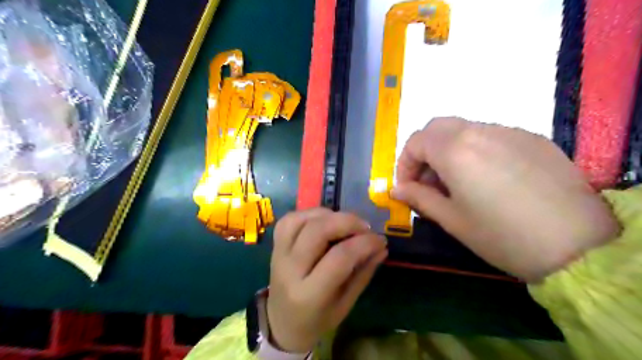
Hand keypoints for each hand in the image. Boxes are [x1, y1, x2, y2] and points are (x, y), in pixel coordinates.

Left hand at [266, 208, 385, 350]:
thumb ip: (363, 272)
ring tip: (345, 223)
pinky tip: (325, 220)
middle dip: (347, 221)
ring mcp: (278, 254)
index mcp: (310, 294)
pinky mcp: (274, 244)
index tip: (380, 240)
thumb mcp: (346, 304)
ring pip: (302, 219)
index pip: (339, 258)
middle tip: (365, 227)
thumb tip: (381, 246)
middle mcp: (290, 270)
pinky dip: (310, 214)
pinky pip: (290, 219)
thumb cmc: (317, 319)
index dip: (364, 243)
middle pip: (317, 231)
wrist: (281, 323)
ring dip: (329, 215)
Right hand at [389, 117, 618, 281]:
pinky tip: (488, 179)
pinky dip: (475, 151)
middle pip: (438, 128)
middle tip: (429, 181)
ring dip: (449, 150)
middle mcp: (480, 132)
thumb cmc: (502, 236)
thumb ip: (419, 198)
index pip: (416, 142)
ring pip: (464, 130)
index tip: (408, 187)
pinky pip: (491, 137)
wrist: (579, 246)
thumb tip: (396, 190)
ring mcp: (510, 132)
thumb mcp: (451, 220)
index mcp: (456, 150)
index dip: (405, 163)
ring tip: (457, 183)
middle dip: (425, 151)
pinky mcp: (532, 140)